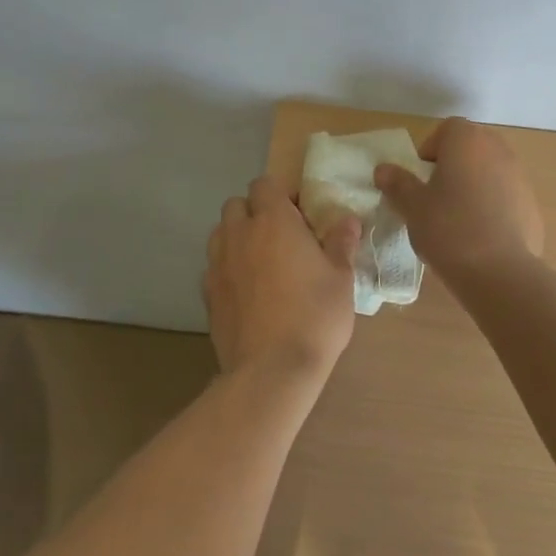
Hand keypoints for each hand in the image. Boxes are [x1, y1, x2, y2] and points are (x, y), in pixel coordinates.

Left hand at [205, 176, 359, 381]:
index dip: (282, 195)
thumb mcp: (341, 278)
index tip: (301, 215)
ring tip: (261, 261)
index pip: (265, 184)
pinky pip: (213, 266)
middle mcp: (240, 233)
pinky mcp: (207, 294)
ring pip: (220, 233)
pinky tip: (246, 290)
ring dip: (237, 237)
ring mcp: (218, 263)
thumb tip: (348, 220)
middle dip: (255, 212)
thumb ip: (341, 243)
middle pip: (237, 204)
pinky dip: (227, 268)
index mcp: (273, 221)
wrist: (271, 370)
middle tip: (281, 237)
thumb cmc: (314, 315)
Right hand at [373, 117, 543, 281]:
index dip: (431, 150)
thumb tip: (383, 169)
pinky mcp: (532, 204)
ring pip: (490, 171)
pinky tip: (481, 237)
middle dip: (453, 166)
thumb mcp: (412, 206)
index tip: (422, 178)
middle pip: (471, 148)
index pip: (447, 129)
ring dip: (474, 185)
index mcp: (467, 140)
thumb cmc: (449, 228)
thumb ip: (398, 183)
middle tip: (436, 197)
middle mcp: (497, 149)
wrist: (501, 272)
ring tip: (458, 220)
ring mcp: (520, 176)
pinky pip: (506, 196)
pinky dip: (493, 207)